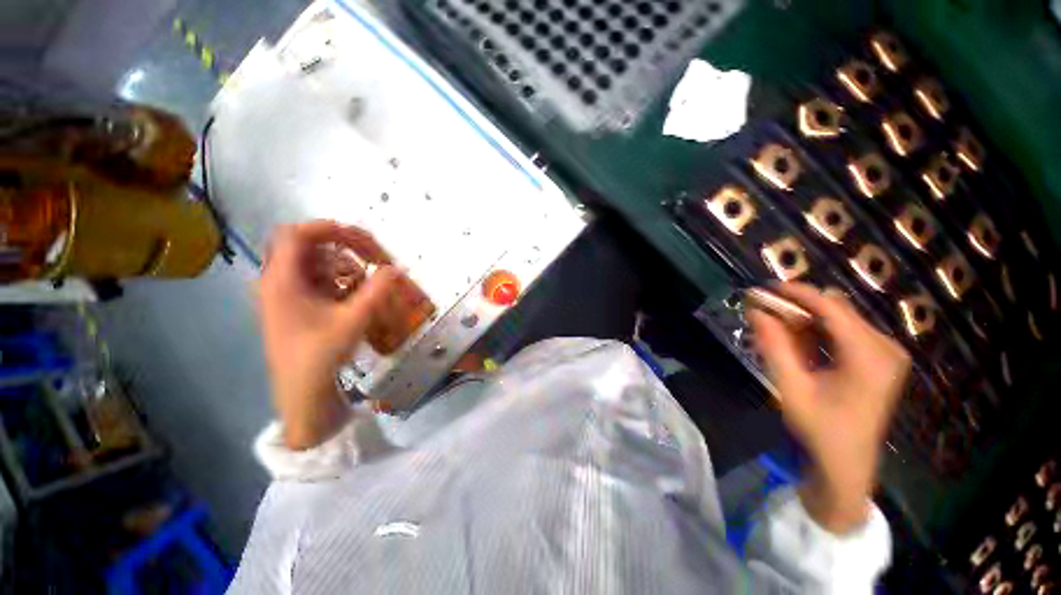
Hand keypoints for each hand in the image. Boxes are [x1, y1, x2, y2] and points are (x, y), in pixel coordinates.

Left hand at [258, 220, 398, 449]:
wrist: (302, 393)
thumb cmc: (321, 356)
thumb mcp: (354, 320)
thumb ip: (377, 290)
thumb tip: (395, 268)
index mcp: (282, 280)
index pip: (297, 234)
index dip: (330, 228)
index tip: (362, 238)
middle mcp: (277, 281)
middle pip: (304, 244)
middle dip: (339, 244)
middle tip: (368, 255)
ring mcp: (284, 294)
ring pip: (311, 261)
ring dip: (340, 262)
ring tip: (363, 278)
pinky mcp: (293, 305)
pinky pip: (315, 279)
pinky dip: (336, 278)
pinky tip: (352, 293)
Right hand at [748, 283, 909, 533]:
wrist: (847, 463)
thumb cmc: (819, 429)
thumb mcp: (791, 387)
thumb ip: (774, 346)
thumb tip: (755, 310)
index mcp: (870, 356)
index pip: (832, 308)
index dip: (796, 293)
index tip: (763, 288)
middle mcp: (885, 348)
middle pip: (837, 310)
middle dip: (797, 307)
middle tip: (763, 313)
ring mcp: (886, 353)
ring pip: (839, 318)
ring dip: (805, 319)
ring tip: (775, 330)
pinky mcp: (880, 359)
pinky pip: (844, 331)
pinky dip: (817, 331)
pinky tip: (797, 343)